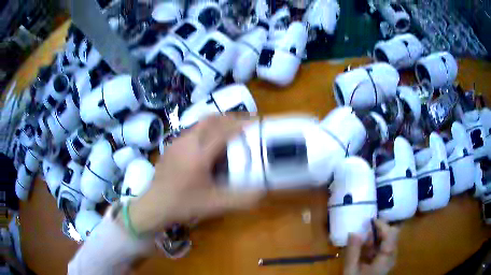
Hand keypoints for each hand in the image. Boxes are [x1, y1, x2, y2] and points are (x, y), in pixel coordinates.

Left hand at [127, 115, 263, 234]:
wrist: (154, 205)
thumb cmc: (184, 204)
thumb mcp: (215, 204)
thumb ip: (241, 199)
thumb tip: (263, 191)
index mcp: (199, 154)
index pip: (224, 131)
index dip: (242, 125)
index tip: (255, 123)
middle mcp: (188, 142)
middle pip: (211, 120)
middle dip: (230, 118)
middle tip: (243, 124)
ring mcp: (177, 142)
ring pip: (200, 124)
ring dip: (217, 124)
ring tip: (229, 132)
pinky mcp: (171, 146)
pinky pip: (192, 131)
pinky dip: (205, 131)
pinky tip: (208, 146)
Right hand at [343, 220, 398, 274]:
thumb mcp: (351, 270)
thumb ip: (353, 251)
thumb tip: (354, 232)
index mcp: (386, 259)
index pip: (391, 236)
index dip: (383, 225)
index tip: (371, 220)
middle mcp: (392, 256)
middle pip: (393, 235)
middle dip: (380, 230)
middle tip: (366, 229)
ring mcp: (391, 258)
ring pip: (390, 240)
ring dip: (378, 236)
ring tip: (364, 239)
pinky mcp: (387, 260)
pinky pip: (385, 246)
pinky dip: (377, 243)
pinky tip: (366, 248)